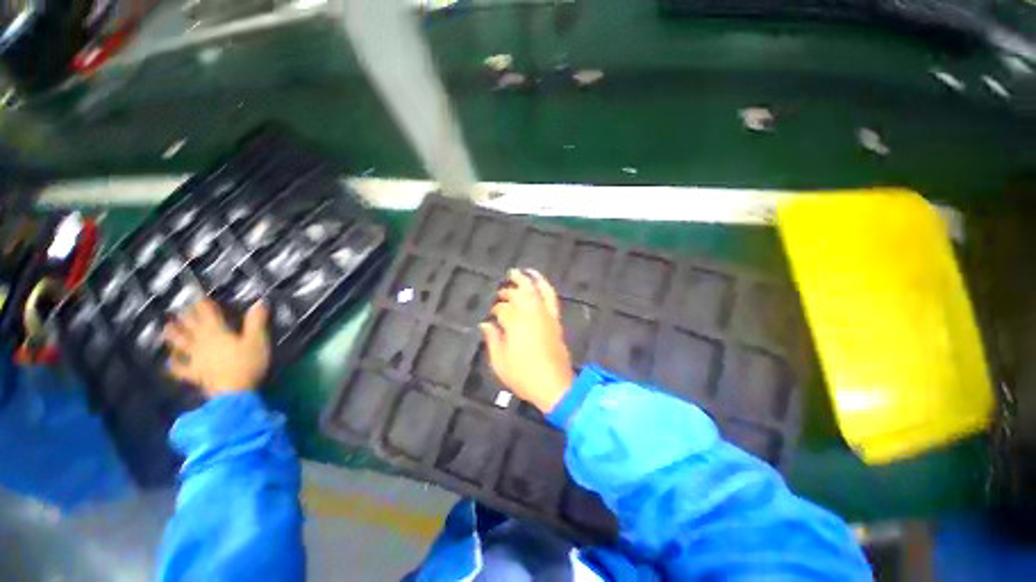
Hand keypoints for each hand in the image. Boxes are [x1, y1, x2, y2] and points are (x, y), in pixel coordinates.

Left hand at [163, 298, 269, 396]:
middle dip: (186, 317)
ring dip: (174, 335)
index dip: (204, 304)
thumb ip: (257, 321)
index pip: (208, 313)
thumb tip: (259, 301)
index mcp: (217, 331)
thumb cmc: (247, 362)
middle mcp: (202, 342)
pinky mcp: (195, 374)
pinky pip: (180, 368)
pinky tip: (169, 362)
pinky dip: (173, 364)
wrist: (233, 392)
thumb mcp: (258, 340)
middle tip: (180, 309)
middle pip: (191, 326)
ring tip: (167, 328)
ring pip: (181, 344)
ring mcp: (195, 358)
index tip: (198, 295)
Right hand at [480, 269, 573, 413]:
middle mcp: (530, 314)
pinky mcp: (555, 318)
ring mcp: (545, 314)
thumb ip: (492, 339)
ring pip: (534, 290)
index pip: (502, 309)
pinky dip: (544, 285)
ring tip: (516, 271)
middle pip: (517, 295)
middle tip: (500, 293)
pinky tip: (537, 279)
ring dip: (524, 279)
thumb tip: (485, 324)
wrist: (554, 385)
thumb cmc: (523, 376)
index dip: (495, 311)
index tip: (491, 316)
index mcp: (514, 324)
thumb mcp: (500, 362)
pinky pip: (551, 296)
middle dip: (507, 292)